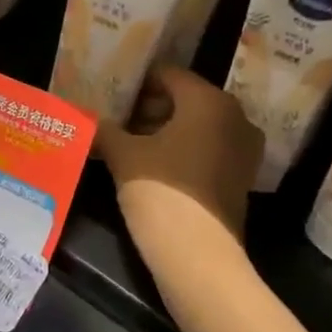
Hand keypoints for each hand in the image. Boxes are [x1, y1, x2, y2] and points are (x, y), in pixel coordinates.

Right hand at [97, 67, 261, 242]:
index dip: (136, 83)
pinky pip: (207, 150)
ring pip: (197, 126)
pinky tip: (151, 166)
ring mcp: (243, 149)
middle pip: (185, 99)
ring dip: (165, 131)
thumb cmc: (161, 192)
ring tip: (129, 145)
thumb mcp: (123, 156)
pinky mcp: (240, 177)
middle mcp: (234, 116)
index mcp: (209, 101)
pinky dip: (182, 152)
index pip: (168, 75)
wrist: (198, 256)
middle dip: (150, 108)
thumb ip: (105, 130)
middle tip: (116, 121)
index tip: (110, 95)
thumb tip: (89, 120)